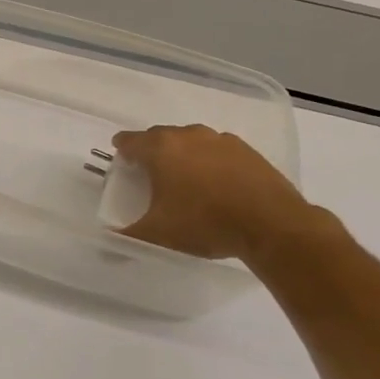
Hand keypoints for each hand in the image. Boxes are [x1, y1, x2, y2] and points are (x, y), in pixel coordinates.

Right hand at [112, 125, 322, 261]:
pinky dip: (210, 160)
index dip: (122, 150)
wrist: (272, 225)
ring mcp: (220, 140)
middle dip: (151, 151)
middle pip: (159, 136)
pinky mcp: (247, 150)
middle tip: (150, 173)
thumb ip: (127, 235)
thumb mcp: (157, 234)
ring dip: (182, 154)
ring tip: (184, 178)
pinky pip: (217, 150)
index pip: (130, 140)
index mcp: (159, 149)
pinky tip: (216, 182)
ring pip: (190, 140)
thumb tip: (107, 243)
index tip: (122, 161)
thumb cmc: (204, 223)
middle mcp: (187, 135)